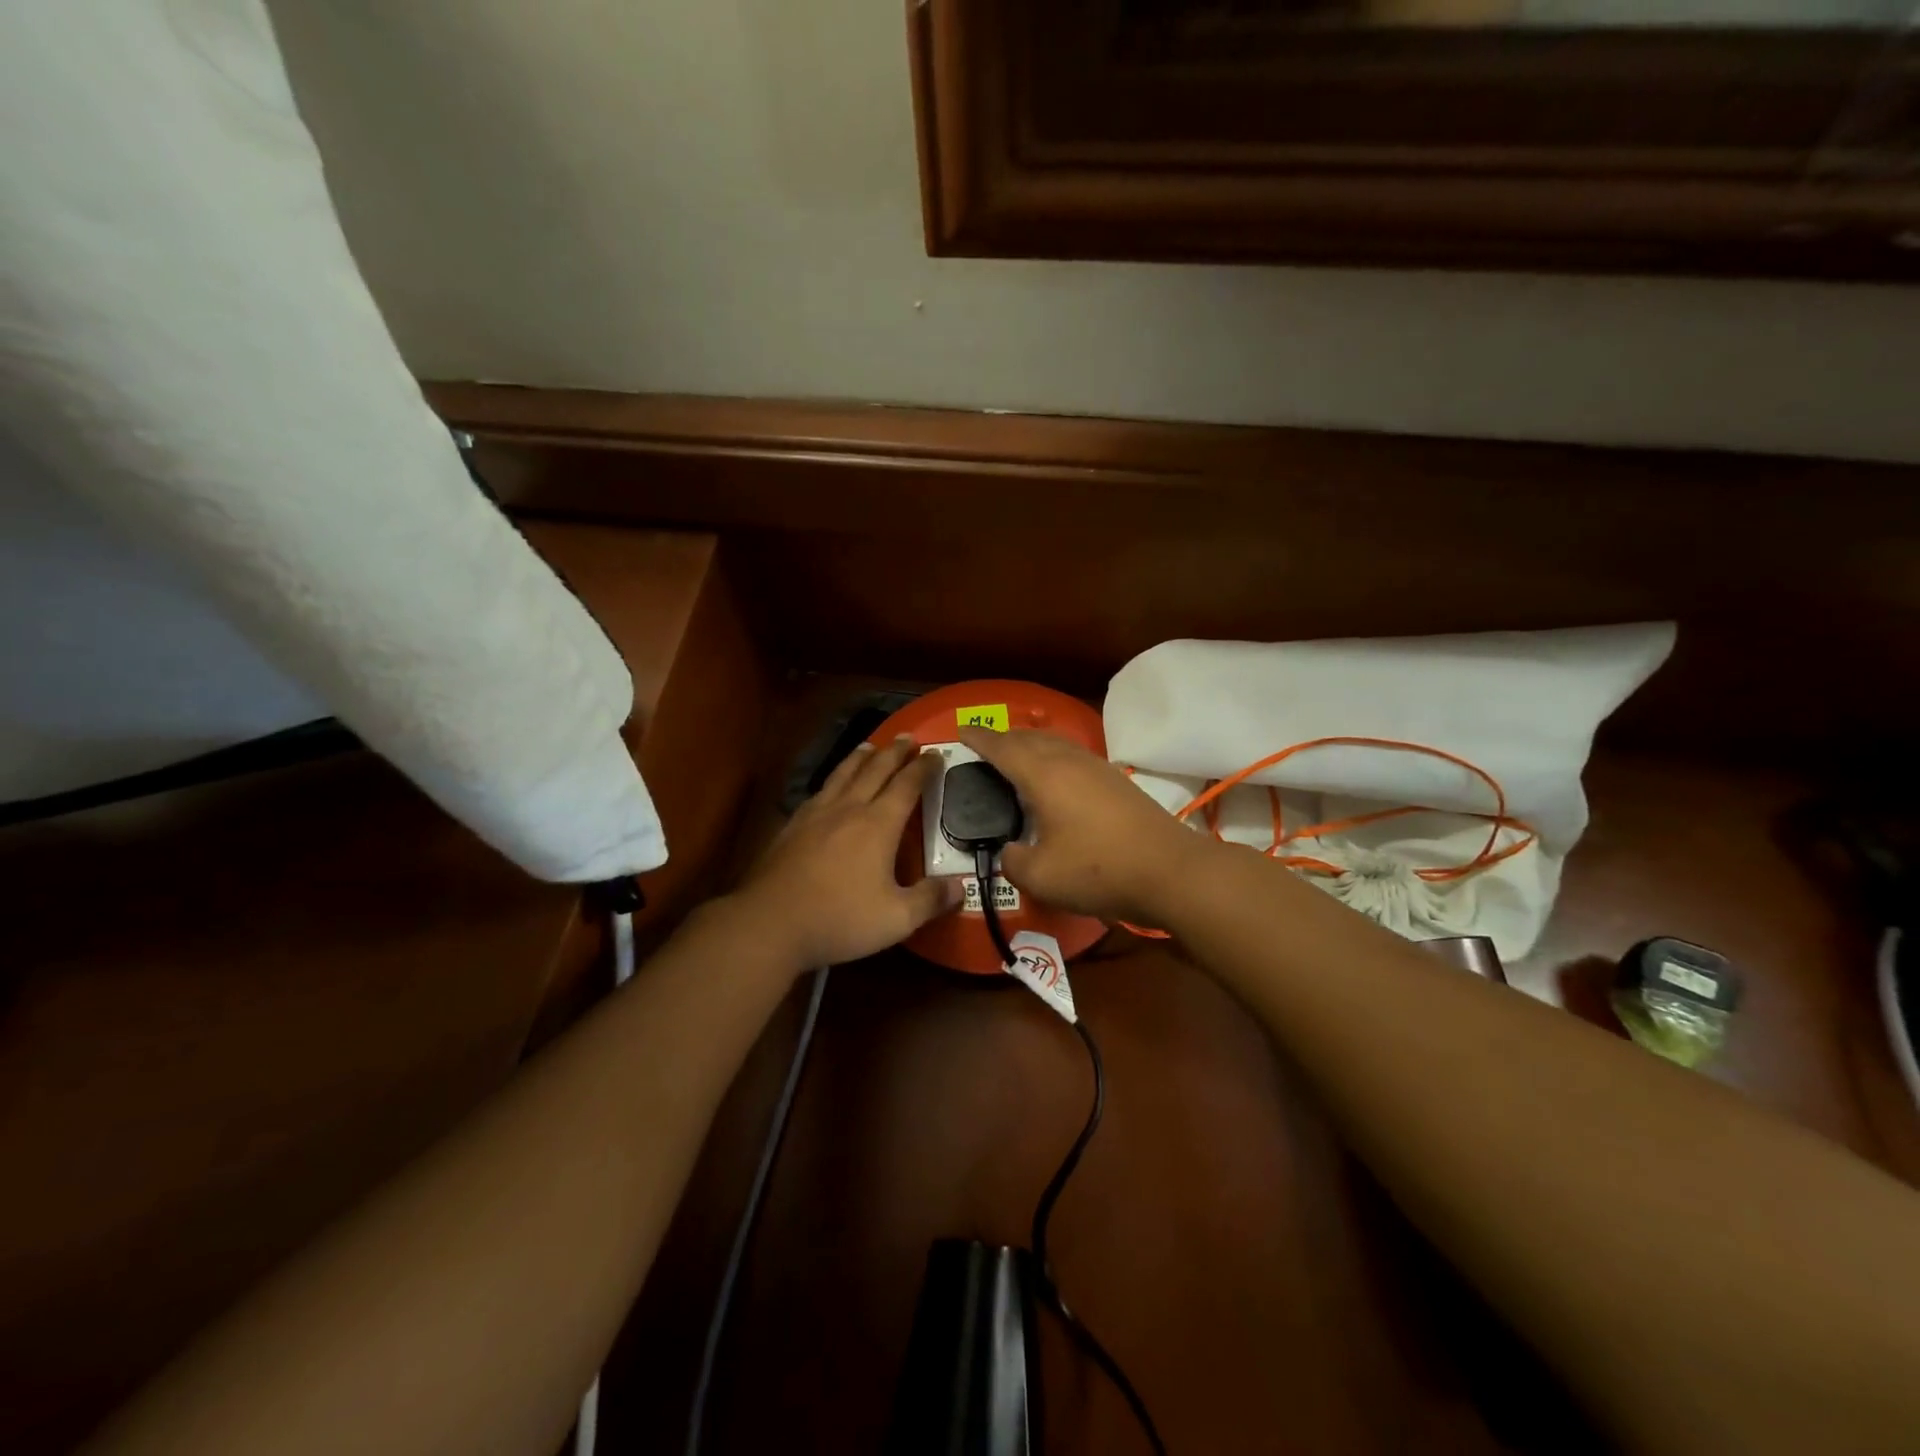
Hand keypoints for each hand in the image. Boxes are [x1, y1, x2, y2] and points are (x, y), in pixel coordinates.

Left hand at [730, 734, 960, 968]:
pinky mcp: (792, 826)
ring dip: (860, 758)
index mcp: (878, 824)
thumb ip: (930, 900)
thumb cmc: (840, 918)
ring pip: (842, 774)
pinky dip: (832, 780)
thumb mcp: (897, 918)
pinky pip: (819, 792)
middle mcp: (849, 809)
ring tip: (869, 746)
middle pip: (875, 770)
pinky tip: (829, 786)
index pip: (907, 786)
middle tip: (908, 737)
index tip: (936, 753)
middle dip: (894, 752)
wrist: (771, 923)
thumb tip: (961, 886)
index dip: (923, 768)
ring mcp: (816, 815)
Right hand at [958, 726, 1214, 924]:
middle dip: (1004, 737)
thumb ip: (1013, 861)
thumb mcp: (1041, 877)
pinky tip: (1056, 777)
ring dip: (1031, 744)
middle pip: (1030, 738)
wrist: (1170, 871)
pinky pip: (1073, 755)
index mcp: (1044, 776)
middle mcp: (1069, 761)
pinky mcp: (1116, 781)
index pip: (1003, 748)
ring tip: (1017, 755)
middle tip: (985, 745)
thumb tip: (1010, 851)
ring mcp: (1097, 768)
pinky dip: (1053, 756)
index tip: (962, 731)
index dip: (979, 739)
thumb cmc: (1099, 871)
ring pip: (1055, 743)